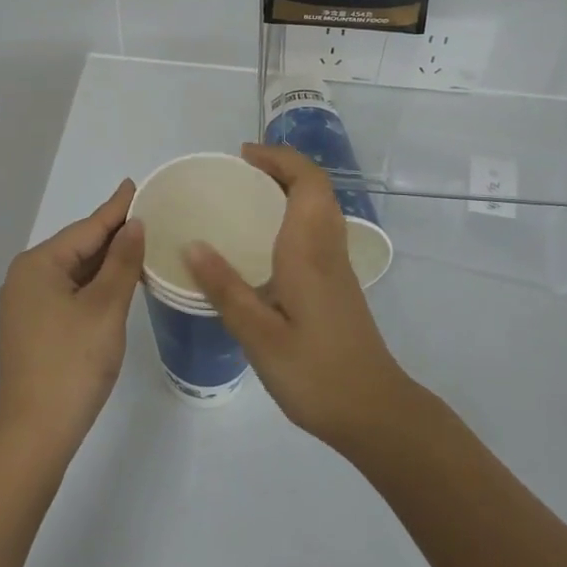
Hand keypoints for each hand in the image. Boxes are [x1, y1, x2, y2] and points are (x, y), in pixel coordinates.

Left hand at [0, 181, 144, 452]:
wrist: (33, 435)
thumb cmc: (71, 363)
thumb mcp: (104, 308)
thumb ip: (122, 262)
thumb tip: (133, 225)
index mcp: (39, 264)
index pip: (87, 228)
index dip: (116, 208)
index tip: (135, 184)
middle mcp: (27, 277)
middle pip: (79, 247)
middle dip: (113, 235)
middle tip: (149, 215)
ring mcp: (27, 304)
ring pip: (75, 272)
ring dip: (106, 262)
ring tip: (140, 243)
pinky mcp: (34, 327)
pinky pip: (70, 292)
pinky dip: (95, 285)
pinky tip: (118, 282)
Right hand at [185, 144, 414, 452]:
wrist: (374, 411)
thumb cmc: (315, 372)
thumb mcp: (260, 335)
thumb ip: (226, 288)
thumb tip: (192, 244)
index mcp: (309, 248)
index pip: (306, 181)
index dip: (278, 158)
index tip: (243, 155)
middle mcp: (327, 246)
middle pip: (315, 186)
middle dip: (281, 166)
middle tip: (241, 171)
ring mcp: (337, 264)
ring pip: (320, 205)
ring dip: (290, 187)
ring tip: (249, 194)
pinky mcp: (338, 282)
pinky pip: (318, 226)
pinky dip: (294, 212)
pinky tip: (267, 239)